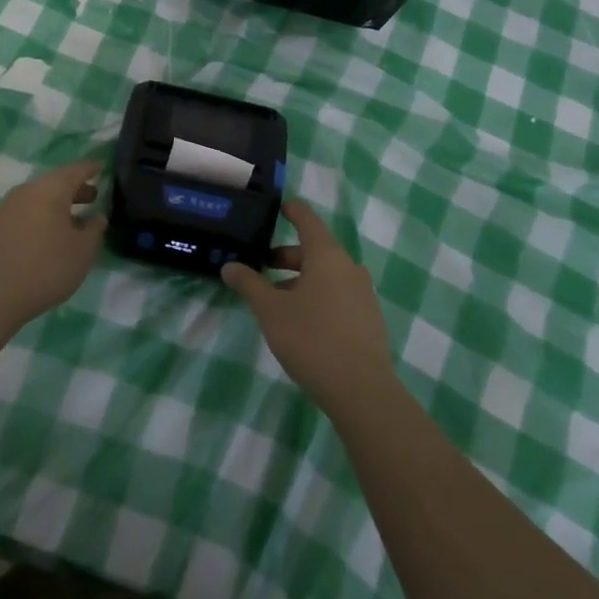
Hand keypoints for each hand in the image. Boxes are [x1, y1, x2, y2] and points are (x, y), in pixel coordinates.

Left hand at [0, 161, 105, 334]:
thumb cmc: (44, 269)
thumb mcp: (82, 253)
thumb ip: (94, 230)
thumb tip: (97, 216)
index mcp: (51, 189)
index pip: (76, 170)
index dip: (91, 169)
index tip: (102, 168)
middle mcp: (26, 191)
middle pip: (54, 184)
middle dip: (74, 190)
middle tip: (91, 198)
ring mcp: (4, 208)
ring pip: (36, 200)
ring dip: (54, 207)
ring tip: (68, 224)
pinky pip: (21, 216)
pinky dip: (36, 220)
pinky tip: (41, 241)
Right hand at [222, 201, 396, 411]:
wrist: (362, 390)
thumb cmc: (312, 338)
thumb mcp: (271, 310)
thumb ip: (249, 284)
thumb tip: (229, 266)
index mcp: (327, 255)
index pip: (308, 220)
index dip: (292, 211)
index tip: (279, 207)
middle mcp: (349, 267)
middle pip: (315, 250)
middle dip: (288, 256)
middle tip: (262, 265)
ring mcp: (363, 294)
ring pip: (326, 275)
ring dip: (301, 279)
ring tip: (276, 300)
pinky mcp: (369, 319)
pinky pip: (338, 295)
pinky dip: (317, 296)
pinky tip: (301, 321)